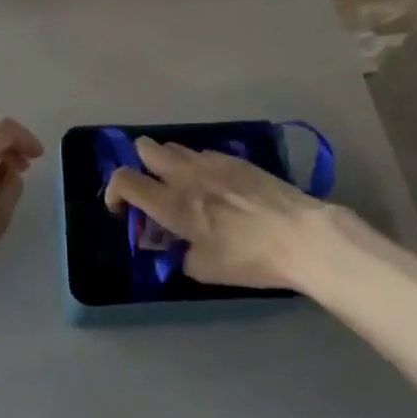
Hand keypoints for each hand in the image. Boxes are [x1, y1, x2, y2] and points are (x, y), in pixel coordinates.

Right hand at [102, 138, 352, 290]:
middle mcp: (185, 175)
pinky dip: (198, 165)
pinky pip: (203, 153)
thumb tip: (179, 250)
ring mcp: (211, 162)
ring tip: (184, 186)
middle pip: (146, 148)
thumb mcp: (207, 270)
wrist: (302, 236)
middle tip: (152, 188)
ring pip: (175, 147)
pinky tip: (216, 186)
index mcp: (173, 204)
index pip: (125, 181)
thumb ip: (182, 257)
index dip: (114, 191)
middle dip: (141, 164)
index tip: (120, 208)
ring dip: (169, 163)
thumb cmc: (250, 258)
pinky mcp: (236, 159)